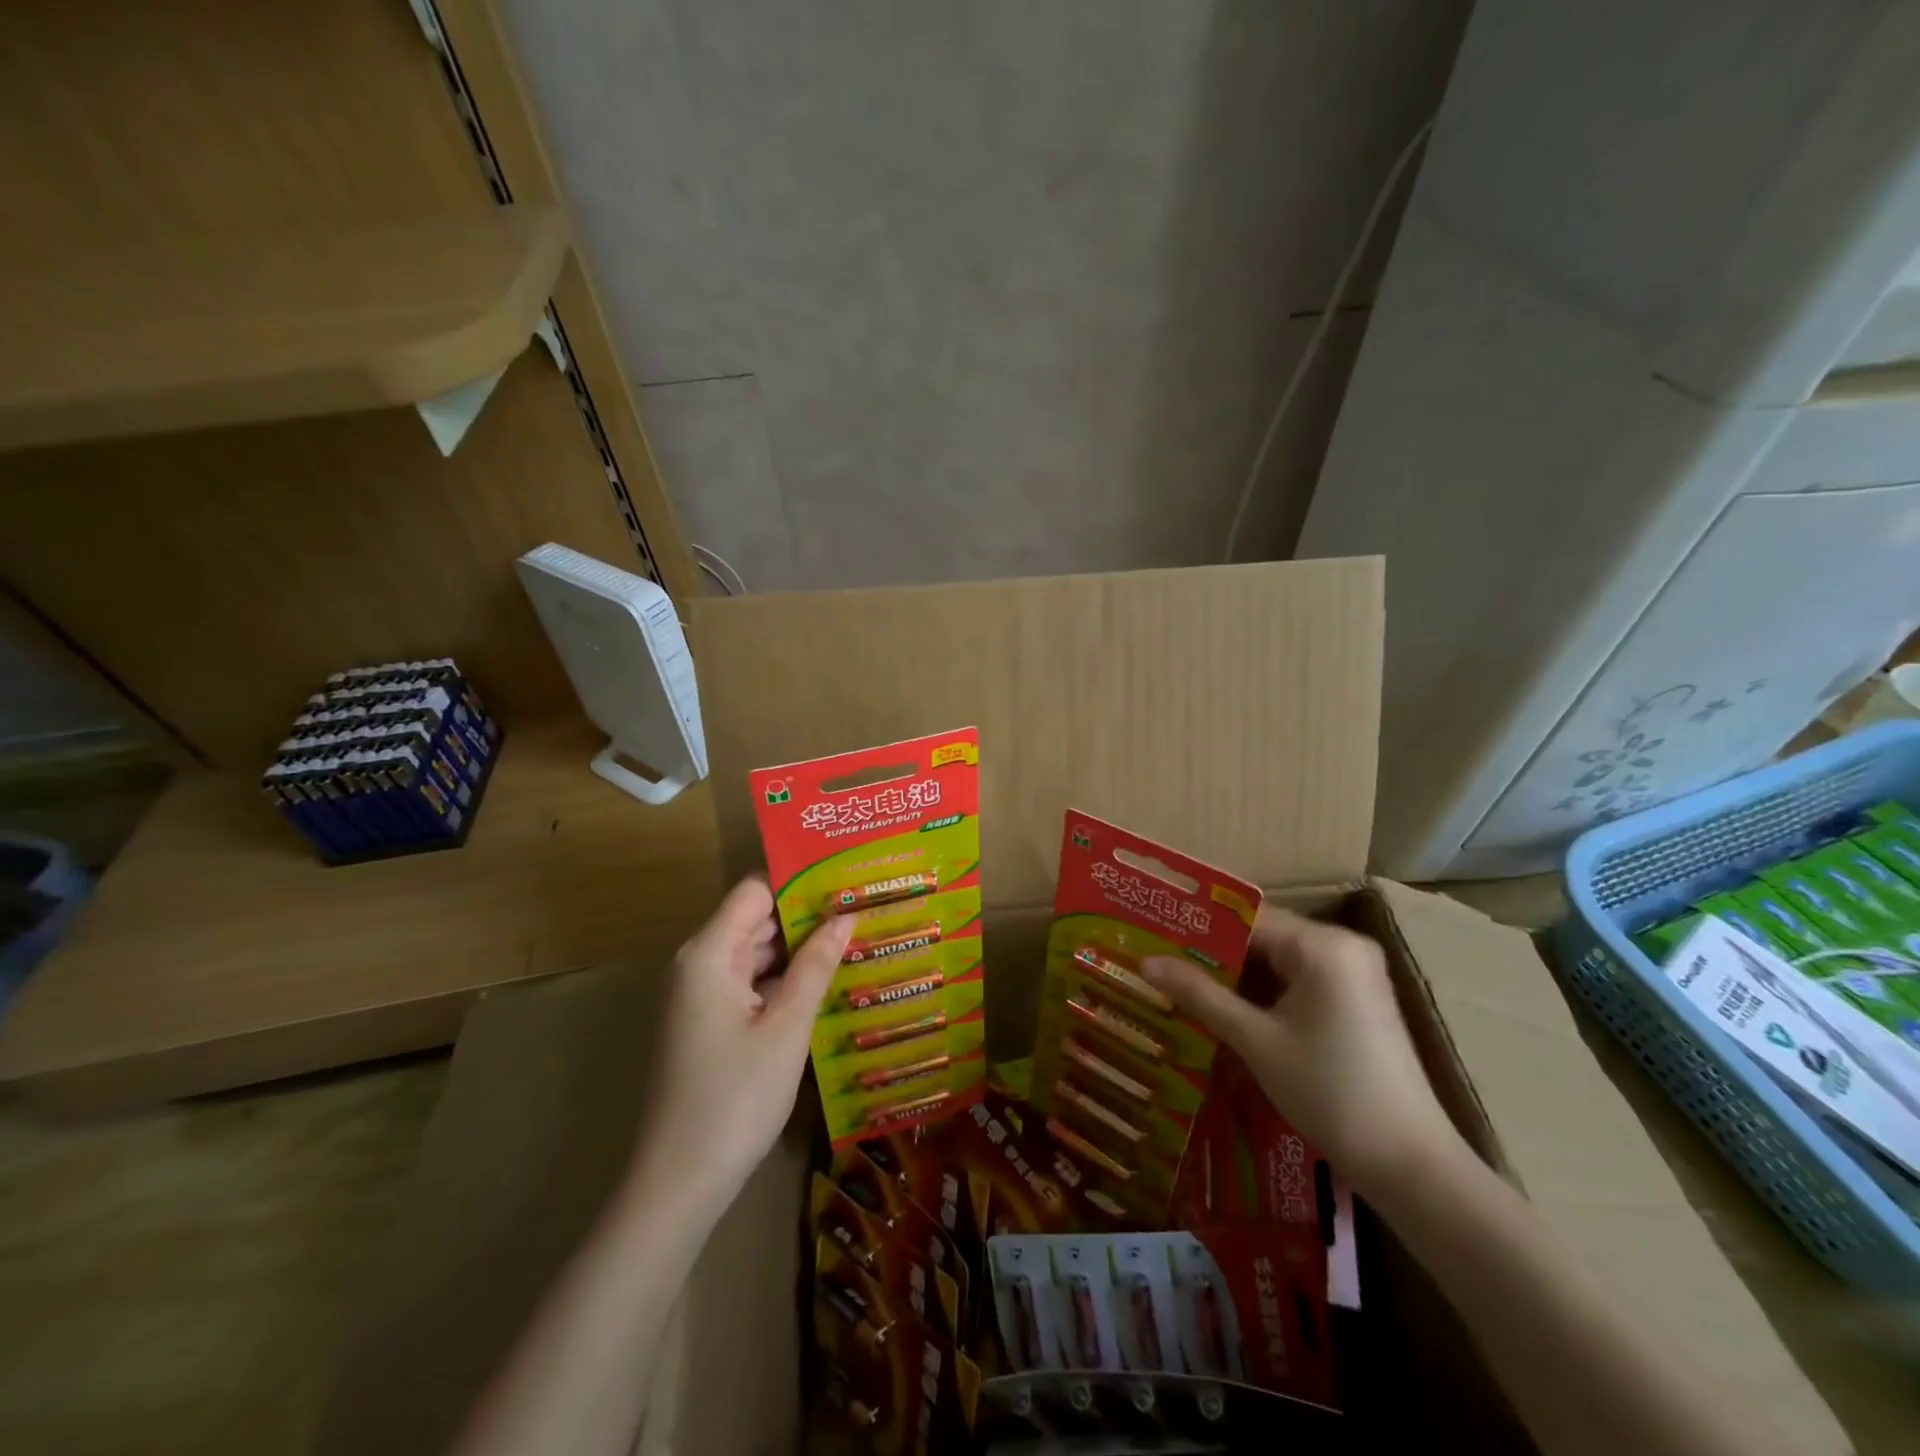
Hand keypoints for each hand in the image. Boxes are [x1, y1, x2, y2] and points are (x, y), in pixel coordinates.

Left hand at [630, 877, 851, 1213]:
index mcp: (708, 953)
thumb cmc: (735, 1098)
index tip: (846, 880)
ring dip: (798, 950)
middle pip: (756, 920)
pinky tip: (825, 983)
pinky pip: (749, 984)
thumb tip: (846, 915)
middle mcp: (698, 964)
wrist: (678, 1184)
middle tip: (863, 909)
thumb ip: (816, 965)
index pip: (755, 890)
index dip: (799, 881)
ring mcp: (700, 996)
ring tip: (854, 940)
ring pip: (755, 954)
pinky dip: (783, 980)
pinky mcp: (706, 1024)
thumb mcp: (787, 1027)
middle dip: (807, 915)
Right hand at [1144, 905, 1463, 1197]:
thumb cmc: (1329, 1092)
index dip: (1197, 928)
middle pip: (1262, 937)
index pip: (1245, 919)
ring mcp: (1353, 973)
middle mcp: (1342, 946)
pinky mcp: (1356, 999)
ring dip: (1235, 975)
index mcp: (1322, 945)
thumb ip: (1200, 995)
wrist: (1410, 1164)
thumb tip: (1145, 962)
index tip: (1154, 936)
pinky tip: (1223, 1007)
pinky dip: (1262, 992)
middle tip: (1159, 962)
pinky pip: (1297, 979)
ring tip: (1179, 982)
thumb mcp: (1255, 1041)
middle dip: (1212, 953)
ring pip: (1277, 960)